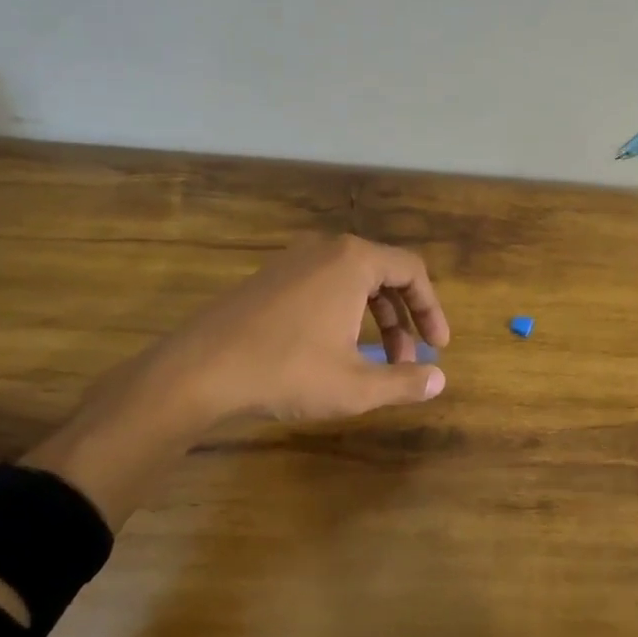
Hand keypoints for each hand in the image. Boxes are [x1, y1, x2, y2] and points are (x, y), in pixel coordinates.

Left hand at [25, 236, 449, 525]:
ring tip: (374, 362)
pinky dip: (343, 314)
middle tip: (408, 360)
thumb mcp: (355, 386)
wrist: (198, 371)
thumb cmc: (287, 371)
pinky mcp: (269, 278)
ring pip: (352, 283)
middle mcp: (326, 250)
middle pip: (384, 275)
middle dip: (402, 320)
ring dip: (373, 320)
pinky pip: (323, 287)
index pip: (412, 272)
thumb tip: (439, 380)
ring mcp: (293, 261)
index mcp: (354, 261)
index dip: (432, 310)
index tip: (438, 346)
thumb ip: (404, 381)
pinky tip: (334, 352)